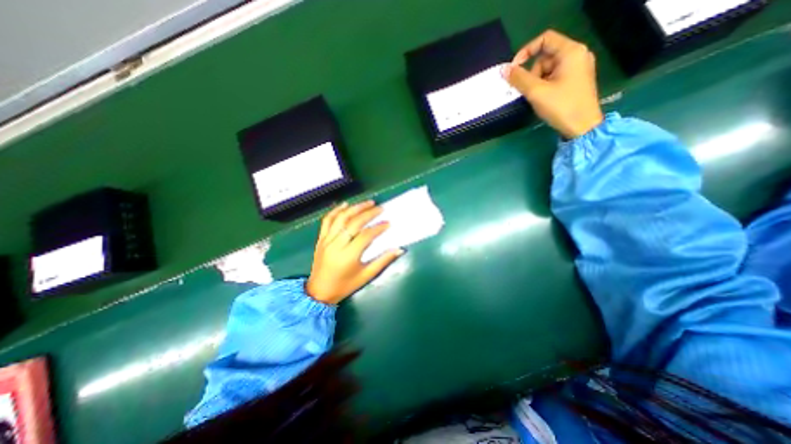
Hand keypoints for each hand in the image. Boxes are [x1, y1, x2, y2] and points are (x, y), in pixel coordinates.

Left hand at [303, 201, 402, 304]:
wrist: (319, 292)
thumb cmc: (345, 286)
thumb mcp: (366, 276)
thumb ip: (383, 261)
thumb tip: (399, 249)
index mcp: (349, 256)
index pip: (366, 235)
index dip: (378, 228)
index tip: (388, 223)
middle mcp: (336, 245)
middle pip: (354, 223)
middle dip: (368, 213)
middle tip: (380, 208)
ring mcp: (326, 240)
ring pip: (340, 218)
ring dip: (355, 208)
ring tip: (368, 202)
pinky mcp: (320, 239)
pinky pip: (327, 221)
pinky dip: (336, 211)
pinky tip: (345, 205)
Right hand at [502, 30, 602, 138]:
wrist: (582, 127)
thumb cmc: (561, 107)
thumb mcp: (536, 92)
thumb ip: (519, 79)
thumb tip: (504, 69)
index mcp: (571, 52)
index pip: (545, 39)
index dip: (526, 51)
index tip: (514, 69)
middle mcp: (577, 55)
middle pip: (545, 57)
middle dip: (532, 74)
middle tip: (530, 92)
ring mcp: (578, 68)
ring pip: (548, 69)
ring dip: (537, 82)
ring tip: (538, 98)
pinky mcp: (576, 80)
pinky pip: (554, 77)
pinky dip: (544, 86)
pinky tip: (545, 99)